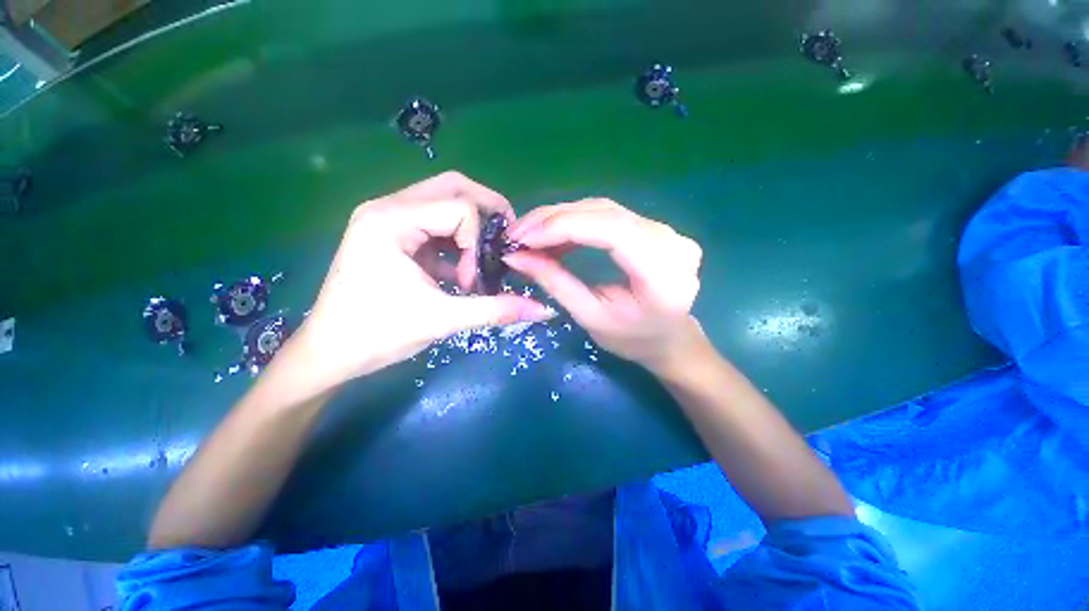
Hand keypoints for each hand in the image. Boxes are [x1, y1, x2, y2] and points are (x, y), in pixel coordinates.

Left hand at [285, 172, 554, 393]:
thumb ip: (496, 310)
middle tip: (503, 243)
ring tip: (479, 261)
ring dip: (471, 228)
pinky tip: (460, 270)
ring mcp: (387, 219)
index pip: (458, 207)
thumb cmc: (377, 335)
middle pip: (453, 187)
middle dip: (487, 211)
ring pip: (444, 201)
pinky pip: (435, 223)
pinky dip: (457, 241)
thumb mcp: (442, 320)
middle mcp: (387, 208)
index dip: (478, 241)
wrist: (329, 354)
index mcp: (390, 221)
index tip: (475, 278)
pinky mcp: (391, 234)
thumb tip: (543, 310)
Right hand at [503, 198, 702, 372]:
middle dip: (555, 219)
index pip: (612, 231)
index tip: (523, 237)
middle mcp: (672, 243)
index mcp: (663, 275)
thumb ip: (556, 283)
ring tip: (531, 234)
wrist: (666, 338)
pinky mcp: (655, 228)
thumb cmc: (631, 339)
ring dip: (562, 217)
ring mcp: (668, 230)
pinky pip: (609, 214)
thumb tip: (516, 256)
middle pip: (606, 213)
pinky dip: (577, 220)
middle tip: (518, 233)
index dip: (564, 227)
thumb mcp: (590, 317)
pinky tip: (555, 233)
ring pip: (605, 209)